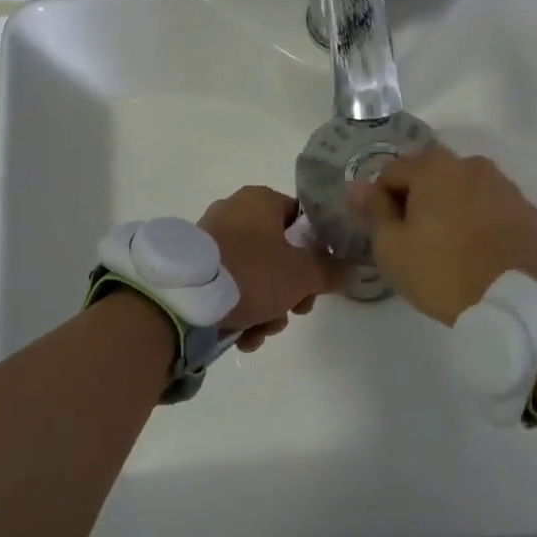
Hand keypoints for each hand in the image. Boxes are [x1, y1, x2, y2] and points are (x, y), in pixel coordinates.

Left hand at [198, 186, 345, 350]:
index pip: (301, 220)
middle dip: (290, 290)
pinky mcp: (195, 266)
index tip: (318, 282)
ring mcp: (211, 239)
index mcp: (260, 200)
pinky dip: (241, 310)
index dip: (317, 252)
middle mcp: (235, 212)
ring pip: (255, 274)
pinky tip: (243, 336)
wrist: (184, 298)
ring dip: (267, 308)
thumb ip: (331, 271)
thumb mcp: (302, 274)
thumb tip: (353, 269)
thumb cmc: (251, 272)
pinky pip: (229, 285)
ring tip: (261, 332)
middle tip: (294, 312)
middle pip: (279, 253)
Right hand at [347, 147, 536, 324]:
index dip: (381, 200)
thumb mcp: (391, 248)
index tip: (386, 232)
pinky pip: (492, 207)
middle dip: (418, 199)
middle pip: (431, 175)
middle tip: (416, 240)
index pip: (392, 172)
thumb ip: (373, 210)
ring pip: (464, 189)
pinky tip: (478, 251)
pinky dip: (480, 220)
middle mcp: (471, 164)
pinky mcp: (528, 210)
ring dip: (452, 207)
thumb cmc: (442, 272)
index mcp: (434, 167)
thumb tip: (356, 185)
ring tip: (450, 246)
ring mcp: (505, 186)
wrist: (516, 303)